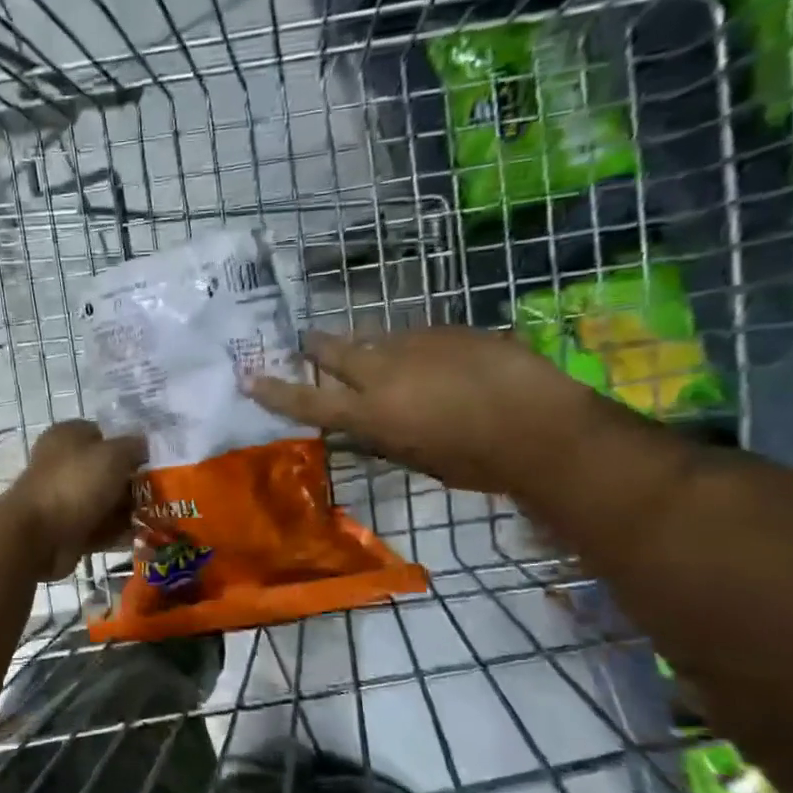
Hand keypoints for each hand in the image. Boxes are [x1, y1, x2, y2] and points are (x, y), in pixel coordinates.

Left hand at [5, 420, 146, 580]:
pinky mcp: (67, 529)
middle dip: (134, 482)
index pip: (103, 434)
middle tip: (164, 492)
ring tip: (162, 517)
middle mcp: (63, 464)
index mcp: (67, 436)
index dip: (129, 445)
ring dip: (130, 510)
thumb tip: (144, 445)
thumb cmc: (75, 484)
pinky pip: (100, 528)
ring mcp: (64, 498)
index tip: (155, 460)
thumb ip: (133, 447)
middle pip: (107, 470)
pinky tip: (145, 538)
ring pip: (105, 501)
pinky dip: (118, 534)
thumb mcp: (113, 454)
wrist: (38, 536)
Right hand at [246, 326, 606, 493]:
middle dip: (315, 347)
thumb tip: (364, 428)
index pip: (306, 402)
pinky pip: (418, 336)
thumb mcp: (417, 459)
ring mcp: (416, 345)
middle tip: (306, 342)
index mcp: (369, 413)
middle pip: (333, 351)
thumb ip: (383, 437)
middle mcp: (382, 372)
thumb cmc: (476, 462)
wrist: (543, 426)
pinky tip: (433, 359)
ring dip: (368, 346)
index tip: (248, 378)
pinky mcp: (450, 330)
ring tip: (375, 352)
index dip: (274, 391)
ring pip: (376, 338)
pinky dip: (413, 347)